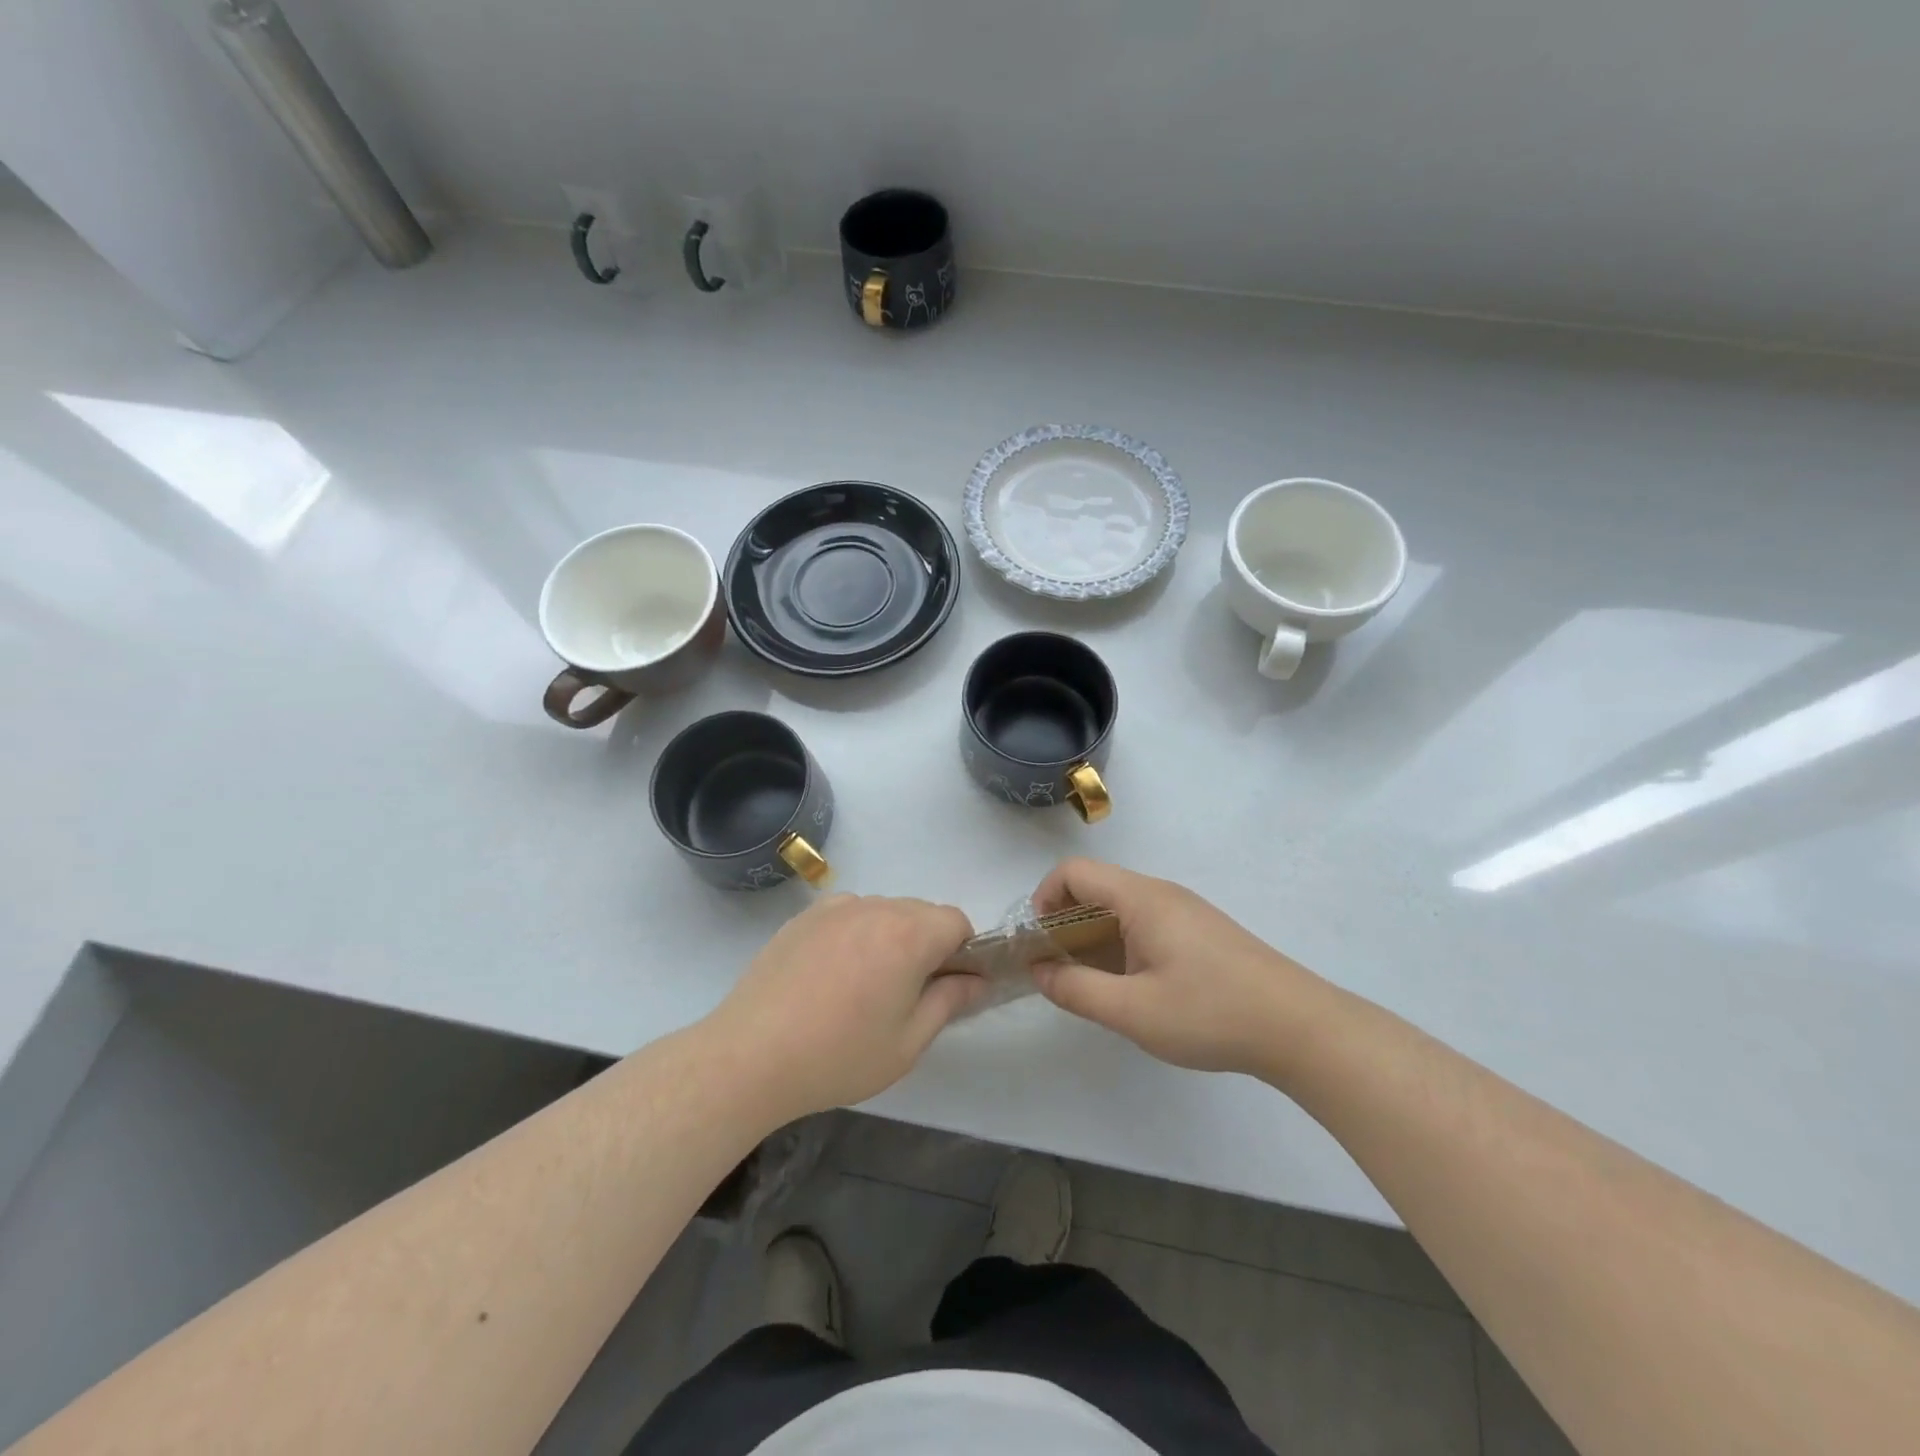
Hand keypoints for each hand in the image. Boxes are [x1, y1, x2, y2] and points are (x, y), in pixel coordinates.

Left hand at [707, 894, 983, 1116]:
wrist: (749, 1056)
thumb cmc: (838, 1056)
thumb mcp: (908, 1042)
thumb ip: (949, 1002)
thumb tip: (976, 980)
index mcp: (908, 934)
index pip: (957, 921)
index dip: (962, 952)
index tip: (946, 988)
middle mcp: (874, 908)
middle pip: (921, 913)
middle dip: (927, 945)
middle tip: (905, 996)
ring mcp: (835, 908)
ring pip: (884, 912)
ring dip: (890, 938)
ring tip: (862, 989)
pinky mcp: (804, 917)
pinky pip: (849, 915)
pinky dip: (855, 935)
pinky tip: (831, 977)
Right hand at [1031, 858, 1327, 1077]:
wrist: (1299, 1028)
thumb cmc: (1210, 1013)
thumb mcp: (1133, 1011)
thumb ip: (1077, 990)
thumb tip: (1039, 971)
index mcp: (1141, 898)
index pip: (1074, 871)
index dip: (1044, 898)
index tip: (1037, 942)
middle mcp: (1161, 894)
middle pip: (1095, 888)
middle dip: (1064, 922)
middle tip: (1057, 969)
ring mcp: (1184, 912)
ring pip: (1120, 908)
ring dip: (1092, 937)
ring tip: (1090, 984)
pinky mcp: (1200, 933)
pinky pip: (1144, 924)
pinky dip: (1120, 945)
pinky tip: (1131, 988)